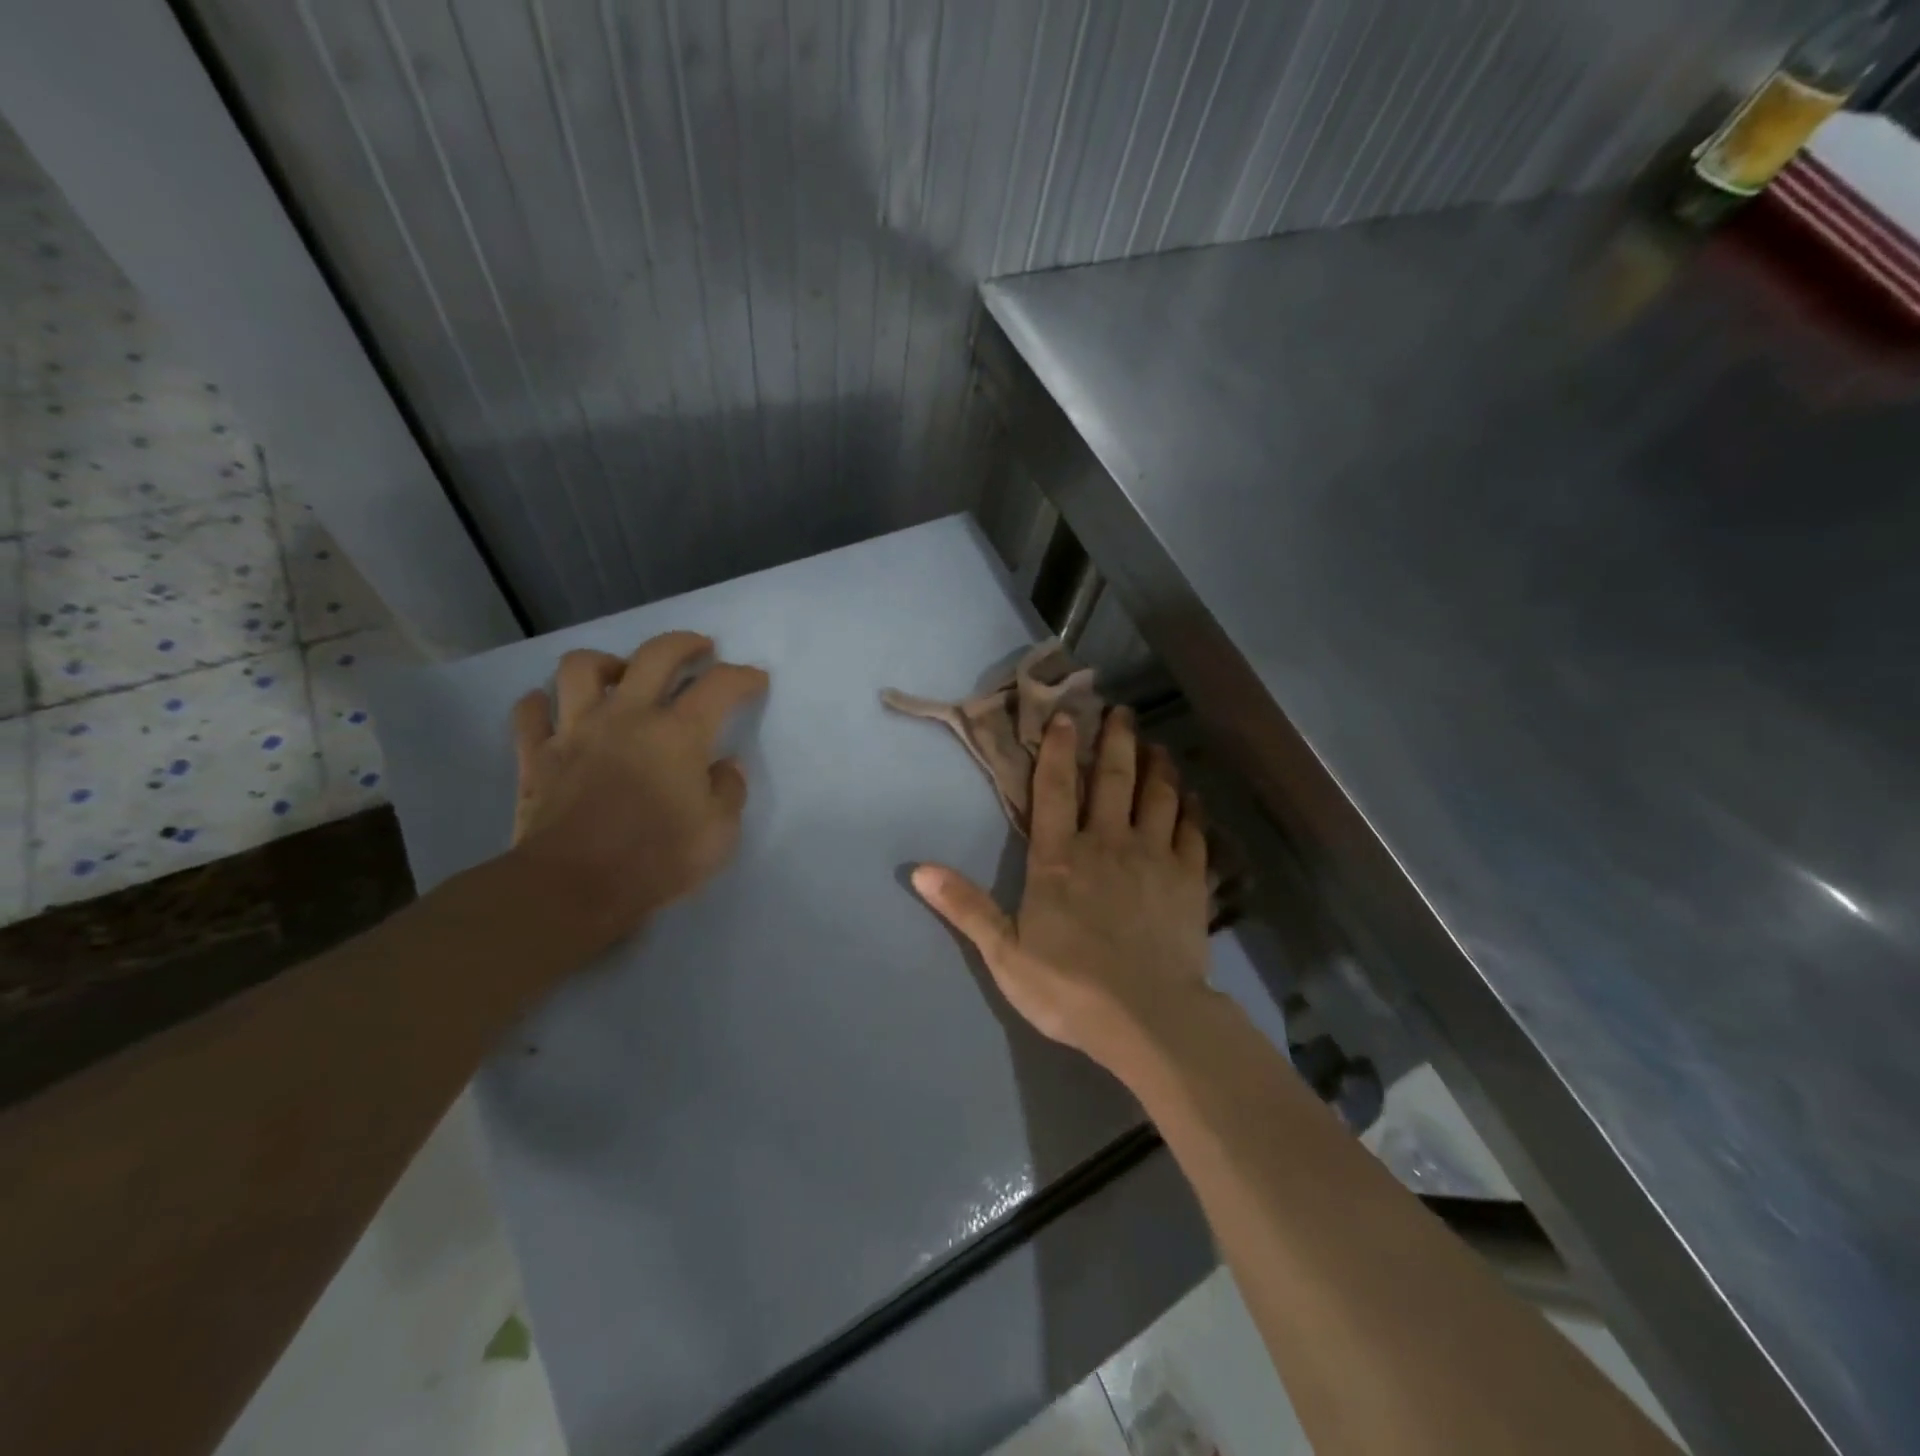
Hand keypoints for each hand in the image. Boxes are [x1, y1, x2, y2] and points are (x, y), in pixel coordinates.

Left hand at [509, 631, 767, 949]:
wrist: (572, 888)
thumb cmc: (657, 860)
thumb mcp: (719, 833)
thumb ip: (728, 791)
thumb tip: (724, 766)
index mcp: (678, 733)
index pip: (720, 685)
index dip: (743, 677)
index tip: (756, 680)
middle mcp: (627, 716)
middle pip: (655, 654)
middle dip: (685, 644)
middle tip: (699, 650)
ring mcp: (575, 730)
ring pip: (582, 667)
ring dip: (607, 663)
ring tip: (621, 676)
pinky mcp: (537, 755)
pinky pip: (530, 711)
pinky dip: (542, 703)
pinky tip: (555, 709)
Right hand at [912, 707, 1212, 1073]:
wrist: (1146, 1018)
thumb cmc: (1067, 986)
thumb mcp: (1003, 951)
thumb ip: (966, 906)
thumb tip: (917, 870)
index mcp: (1059, 858)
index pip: (1055, 789)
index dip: (1058, 749)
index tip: (1065, 717)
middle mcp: (1107, 843)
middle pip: (1114, 778)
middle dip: (1117, 740)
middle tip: (1123, 711)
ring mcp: (1154, 857)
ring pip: (1159, 795)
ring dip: (1158, 765)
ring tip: (1158, 745)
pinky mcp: (1190, 880)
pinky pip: (1193, 831)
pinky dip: (1192, 809)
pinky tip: (1193, 798)